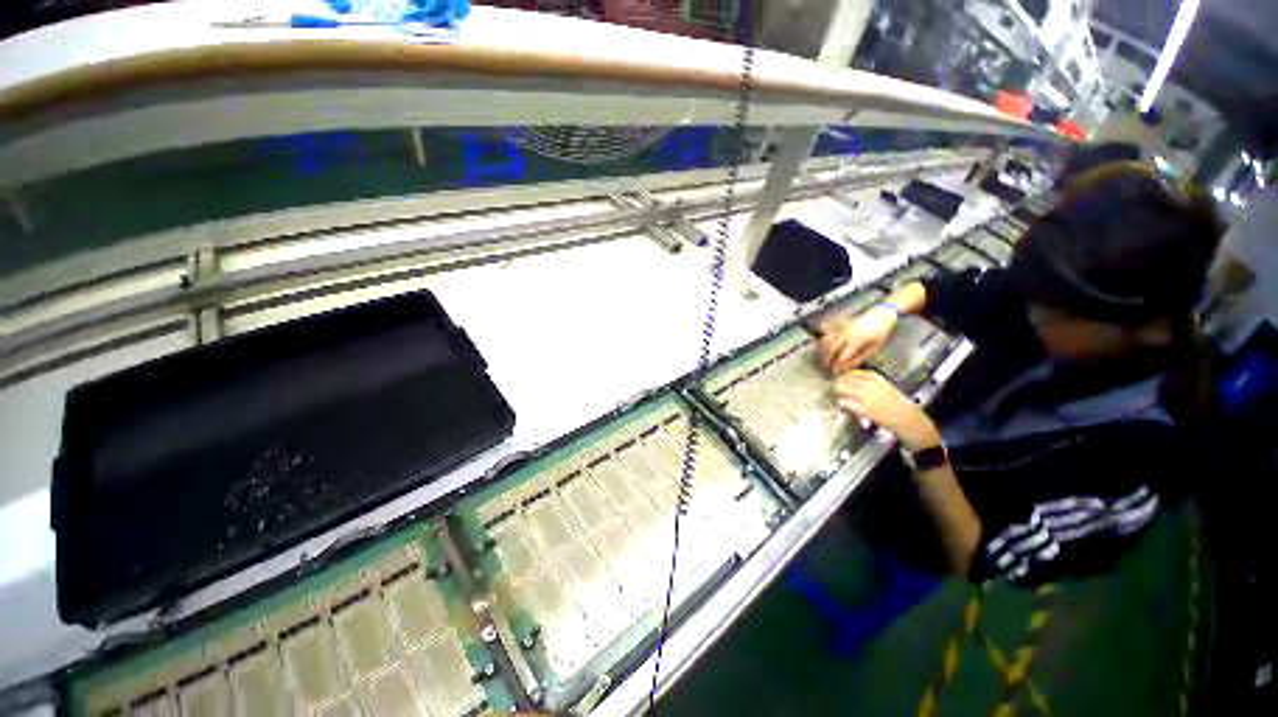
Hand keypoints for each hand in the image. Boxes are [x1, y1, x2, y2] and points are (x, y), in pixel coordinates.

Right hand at [818, 306, 896, 372]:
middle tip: (827, 367)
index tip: (835, 371)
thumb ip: (859, 358)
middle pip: (831, 349)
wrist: (879, 316)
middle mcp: (845, 334)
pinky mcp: (838, 325)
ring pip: (825, 341)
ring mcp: (840, 328)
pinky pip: (826, 334)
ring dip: (823, 351)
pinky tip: (823, 348)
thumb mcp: (873, 348)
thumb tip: (846, 367)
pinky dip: (823, 342)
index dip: (837, 365)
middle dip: (827, 360)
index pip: (842, 356)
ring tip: (824, 359)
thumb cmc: (878, 334)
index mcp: (856, 340)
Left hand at [835, 370, 940, 451]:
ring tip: (841, 396)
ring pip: (840, 388)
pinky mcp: (862, 408)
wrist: (907, 418)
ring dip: (837, 392)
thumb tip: (849, 380)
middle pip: (843, 378)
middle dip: (838, 383)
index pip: (852, 371)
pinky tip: (845, 405)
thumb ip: (868, 383)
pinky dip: (842, 402)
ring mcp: (865, 396)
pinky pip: (843, 401)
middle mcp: (869, 384)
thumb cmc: (897, 403)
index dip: (844, 376)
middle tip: (838, 388)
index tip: (842, 380)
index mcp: (876, 377)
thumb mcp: (884, 386)